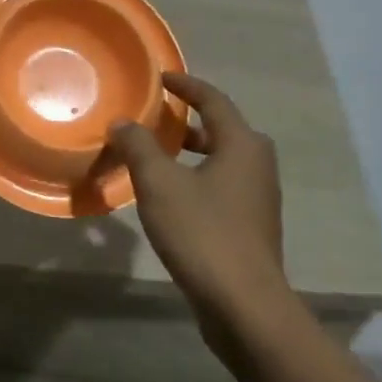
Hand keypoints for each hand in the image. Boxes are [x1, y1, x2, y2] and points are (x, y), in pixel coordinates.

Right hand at [109, 73, 286, 316]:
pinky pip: (223, 185)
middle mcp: (258, 165)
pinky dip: (198, 177)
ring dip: (193, 151)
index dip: (185, 85)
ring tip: (158, 155)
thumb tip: (122, 122)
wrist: (243, 304)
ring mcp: (259, 198)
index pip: (213, 101)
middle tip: (158, 118)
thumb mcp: (159, 183)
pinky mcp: (252, 225)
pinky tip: (172, 195)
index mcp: (242, 145)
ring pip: (224, 159)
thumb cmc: (202, 232)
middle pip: (223, 129)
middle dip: (190, 120)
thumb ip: (138, 146)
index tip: (160, 77)